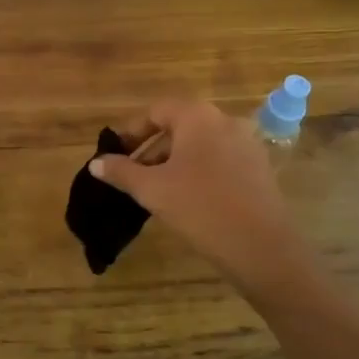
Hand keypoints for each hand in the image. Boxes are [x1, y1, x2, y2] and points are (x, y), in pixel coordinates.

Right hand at [89, 100, 304, 283]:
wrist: (261, 247)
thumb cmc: (200, 207)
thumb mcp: (152, 189)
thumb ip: (121, 171)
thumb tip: (96, 163)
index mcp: (197, 116)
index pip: (156, 111)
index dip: (131, 131)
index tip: (114, 153)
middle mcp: (225, 121)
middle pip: (179, 126)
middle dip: (151, 148)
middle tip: (130, 174)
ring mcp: (247, 144)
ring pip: (199, 145)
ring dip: (173, 161)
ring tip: (154, 190)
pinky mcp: (259, 168)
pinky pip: (219, 160)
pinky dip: (197, 171)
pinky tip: (186, 198)